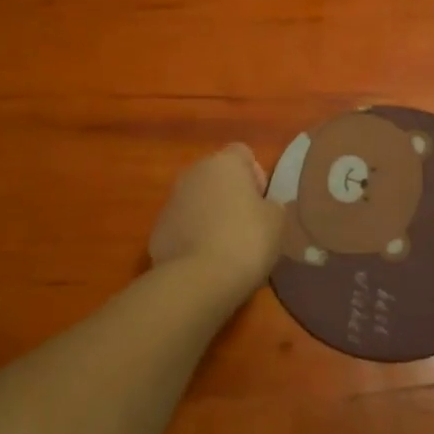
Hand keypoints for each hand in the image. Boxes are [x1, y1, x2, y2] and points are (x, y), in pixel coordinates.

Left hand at [149, 144, 284, 296]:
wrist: (198, 279)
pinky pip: (182, 225)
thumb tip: (262, 206)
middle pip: (217, 176)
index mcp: (224, 163)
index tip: (262, 203)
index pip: (243, 153)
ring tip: (225, 247)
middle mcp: (193, 173)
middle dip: (230, 195)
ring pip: (197, 200)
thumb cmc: (246, 240)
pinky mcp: (157, 229)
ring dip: (209, 215)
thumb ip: (271, 204)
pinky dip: (192, 236)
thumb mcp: (277, 220)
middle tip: (246, 226)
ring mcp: (170, 201)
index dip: (256, 176)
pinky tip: (204, 260)